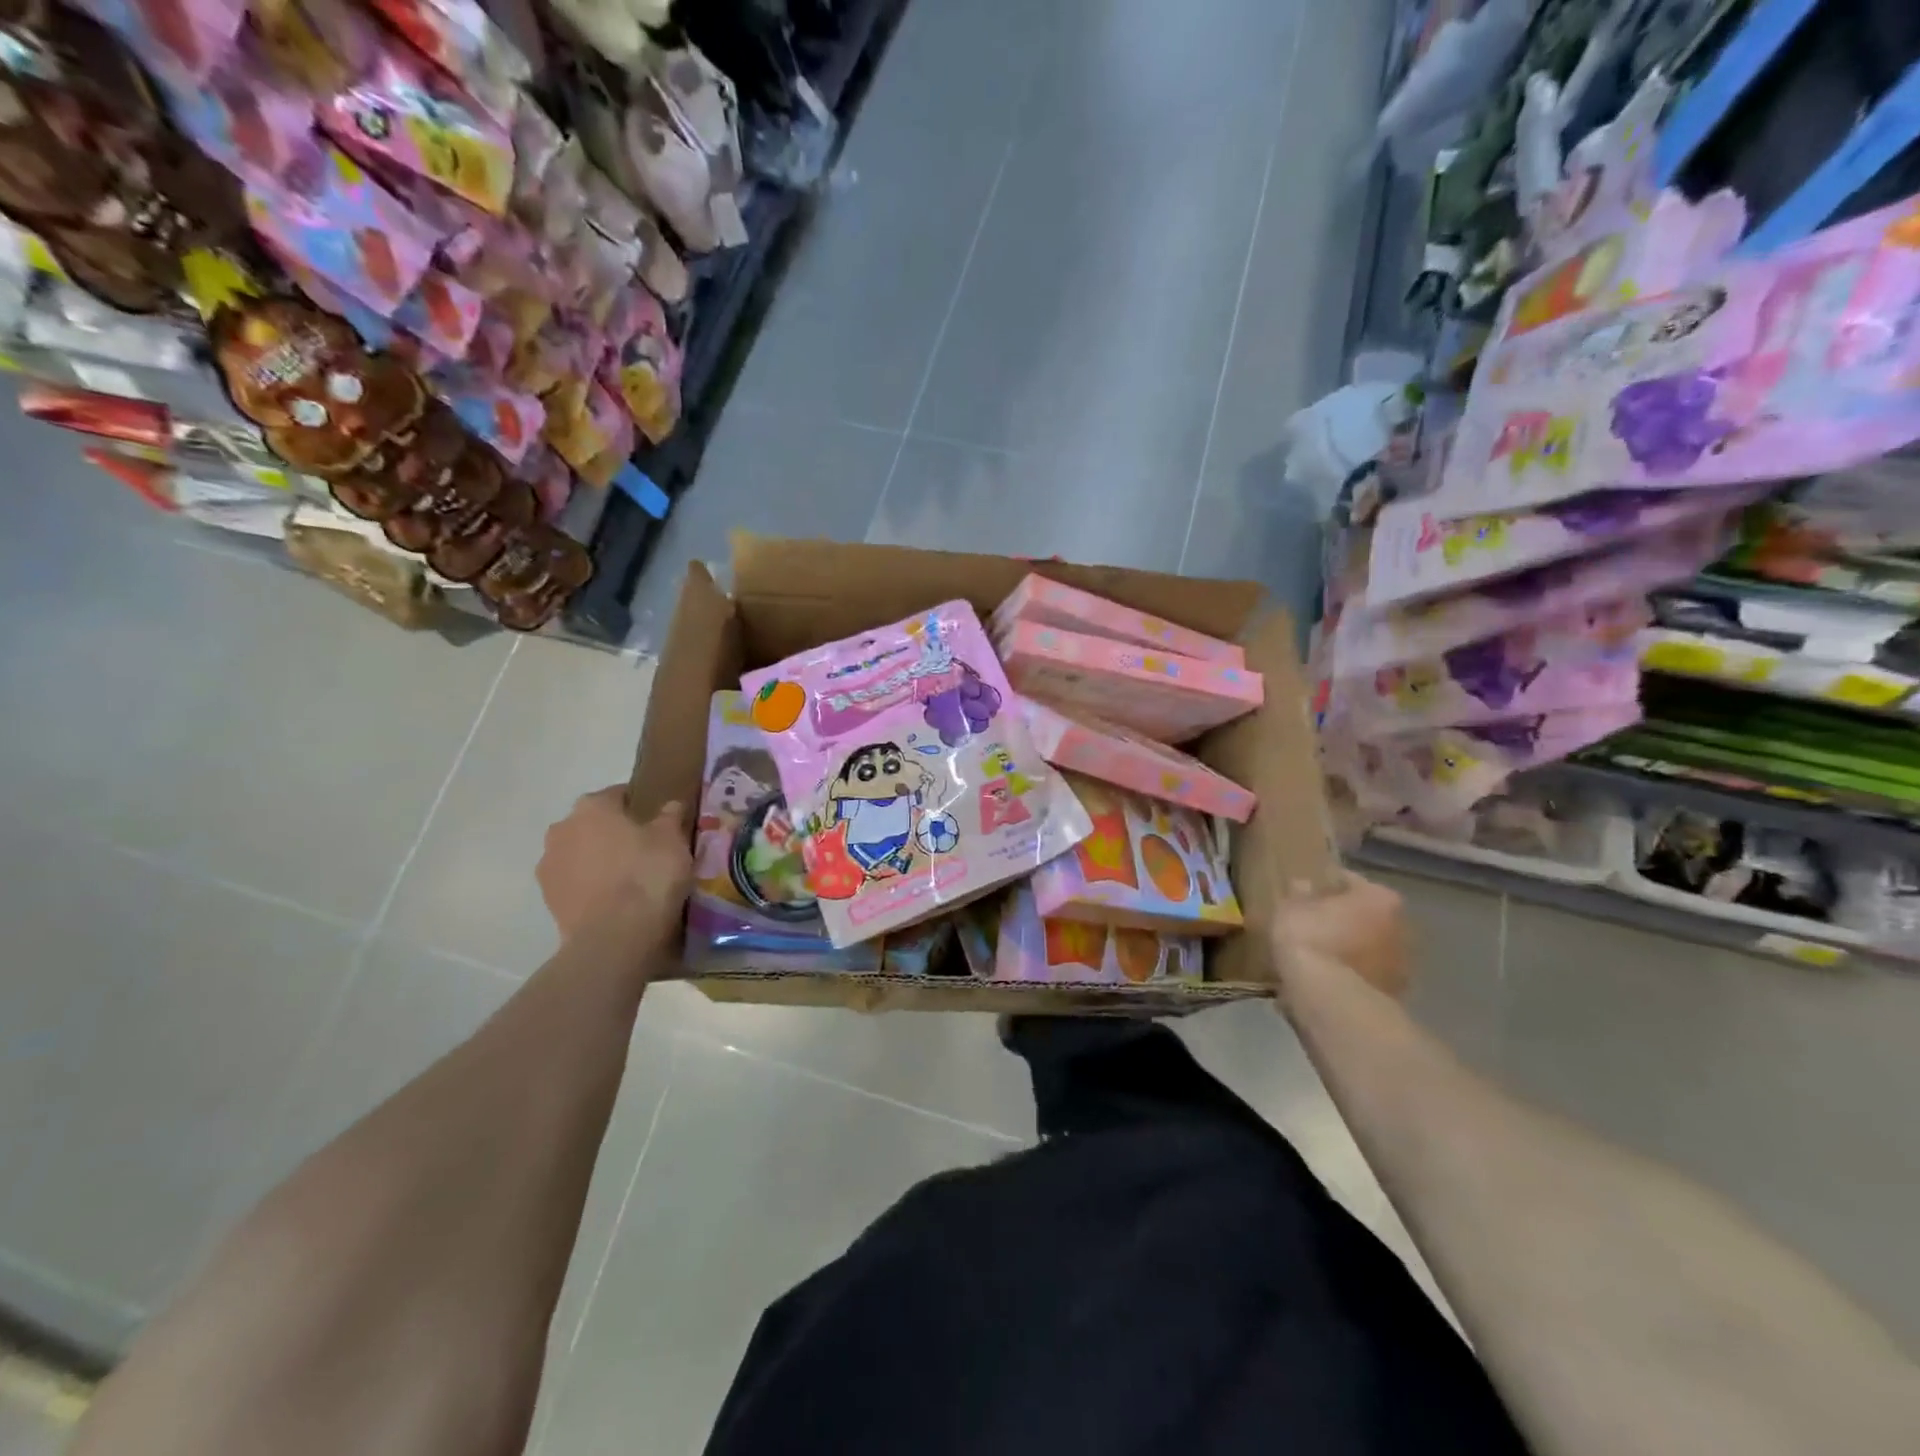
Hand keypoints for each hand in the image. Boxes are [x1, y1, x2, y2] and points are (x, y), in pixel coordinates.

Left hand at [538, 788, 691, 946]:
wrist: (614, 937)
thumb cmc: (647, 875)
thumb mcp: (673, 840)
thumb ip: (670, 817)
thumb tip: (670, 805)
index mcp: (592, 806)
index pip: (619, 794)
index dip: (641, 806)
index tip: (659, 822)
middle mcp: (562, 828)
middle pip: (594, 824)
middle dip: (615, 833)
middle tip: (646, 850)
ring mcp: (549, 865)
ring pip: (581, 853)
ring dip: (599, 860)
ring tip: (629, 879)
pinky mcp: (548, 899)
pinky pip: (575, 882)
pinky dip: (591, 886)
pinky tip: (614, 900)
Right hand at [1270, 872, 1410, 999]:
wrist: (1332, 1000)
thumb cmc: (1312, 941)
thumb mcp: (1291, 909)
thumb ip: (1298, 894)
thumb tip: (1304, 885)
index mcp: (1380, 897)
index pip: (1349, 881)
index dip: (1324, 886)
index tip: (1305, 894)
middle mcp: (1401, 927)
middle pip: (1365, 916)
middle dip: (1343, 920)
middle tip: (1312, 925)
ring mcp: (1402, 965)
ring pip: (1368, 949)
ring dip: (1349, 951)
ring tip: (1317, 957)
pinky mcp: (1394, 996)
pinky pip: (1364, 977)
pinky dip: (1349, 976)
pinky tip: (1324, 981)